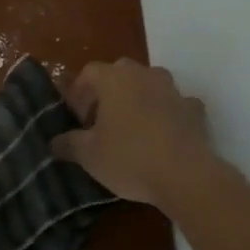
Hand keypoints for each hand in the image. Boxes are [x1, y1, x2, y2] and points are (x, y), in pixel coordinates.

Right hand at [50, 59, 213, 208]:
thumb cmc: (129, 159)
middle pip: (120, 74)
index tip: (76, 119)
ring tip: (130, 128)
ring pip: (149, 85)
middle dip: (107, 93)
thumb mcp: (88, 156)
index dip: (78, 93)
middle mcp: (145, 75)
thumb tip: (54, 142)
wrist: (185, 176)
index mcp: (115, 79)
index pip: (89, 73)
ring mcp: (173, 91)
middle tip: (99, 121)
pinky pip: (174, 105)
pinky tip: (161, 136)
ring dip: (138, 100)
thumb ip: (68, 144)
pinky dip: (165, 114)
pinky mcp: (194, 110)